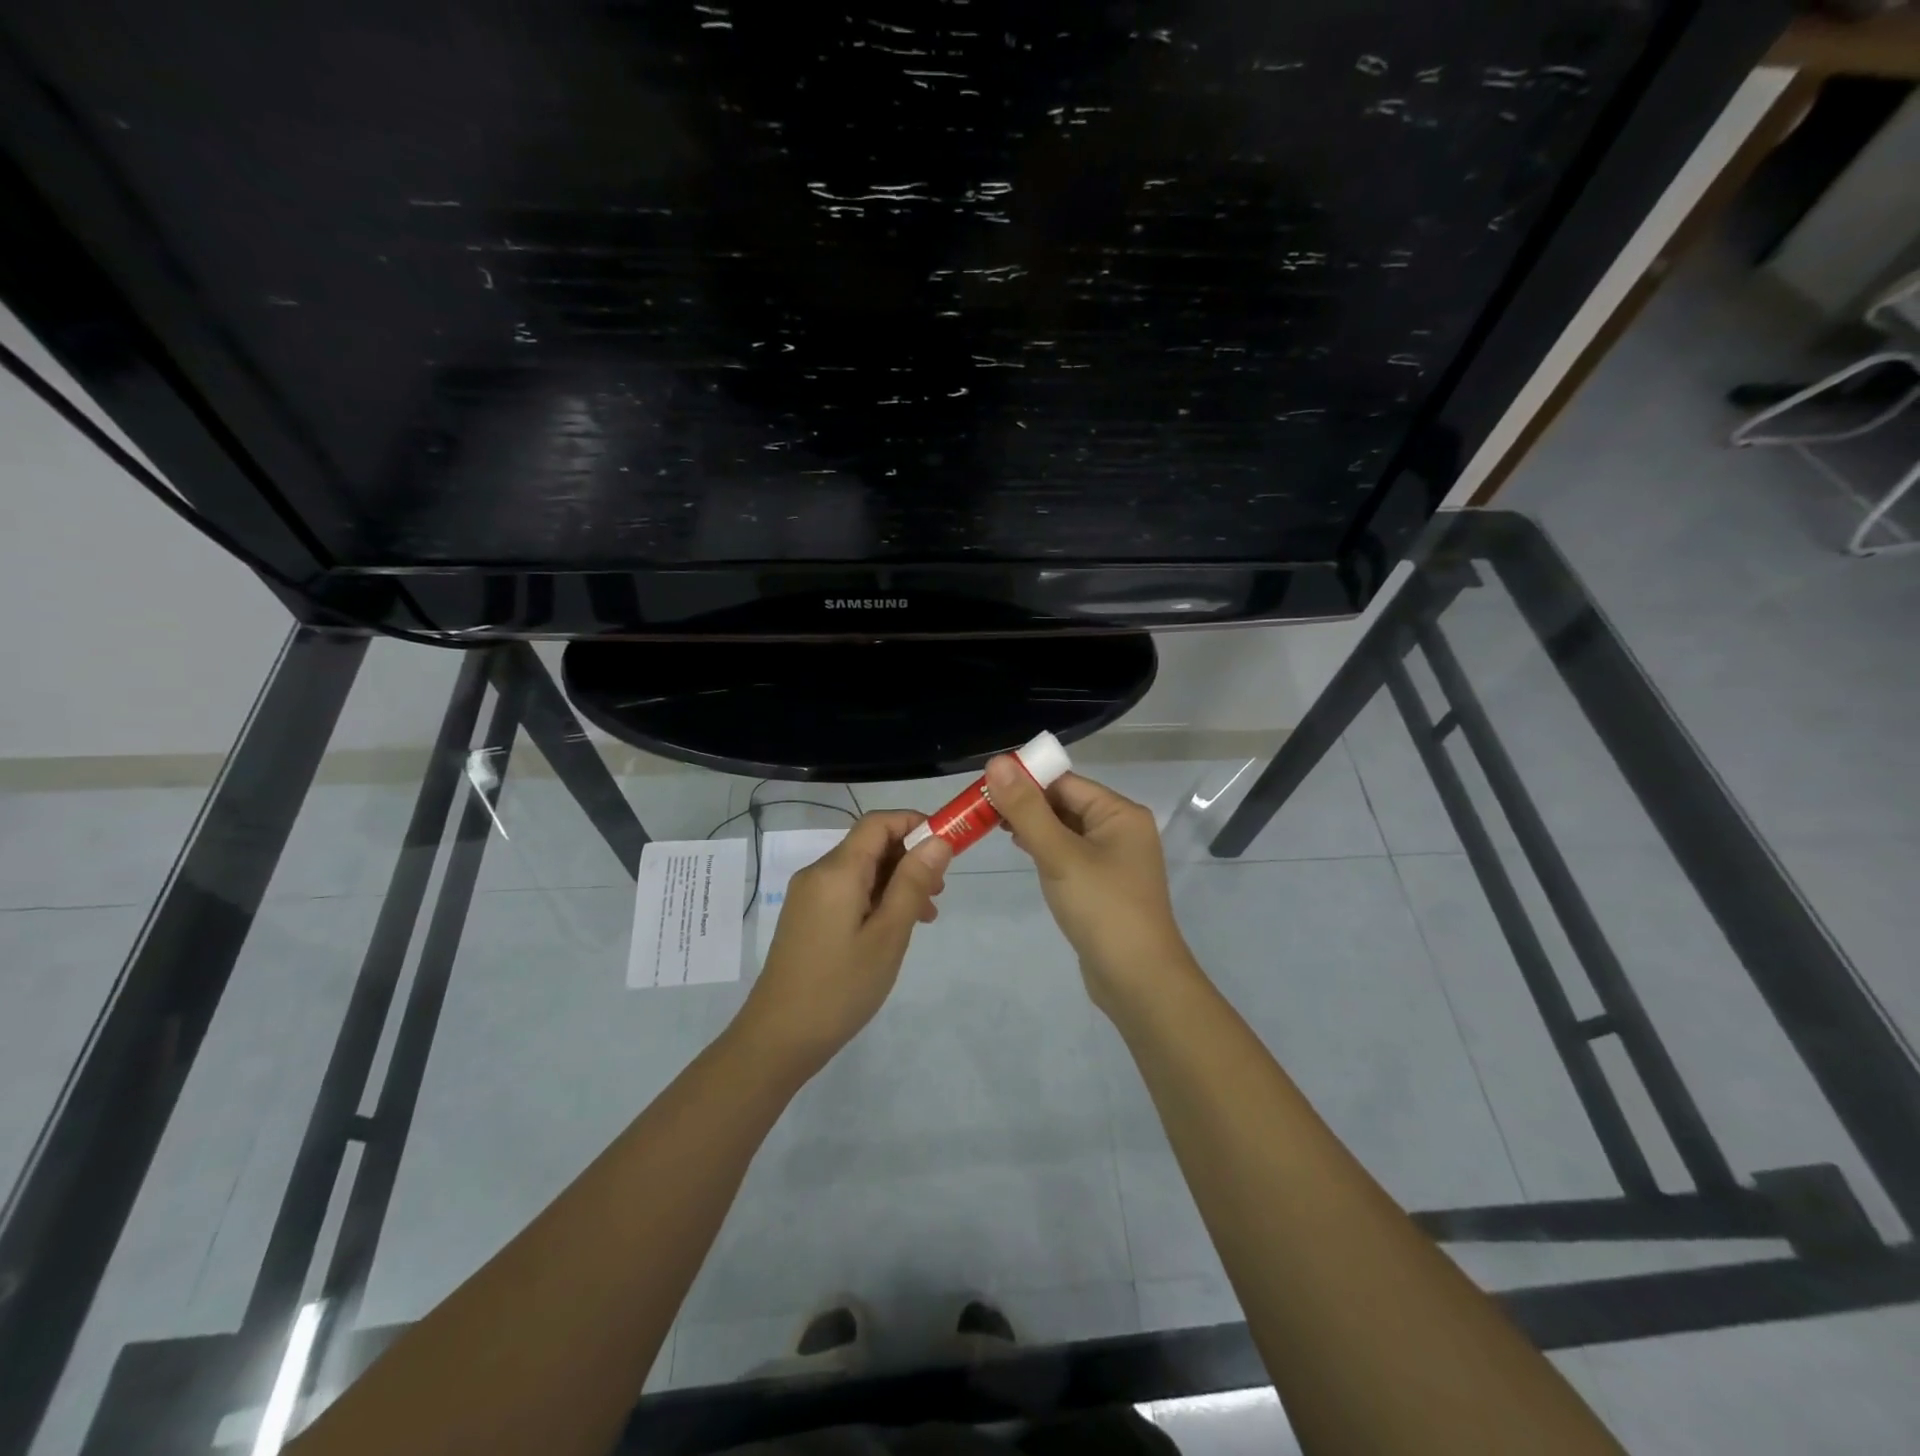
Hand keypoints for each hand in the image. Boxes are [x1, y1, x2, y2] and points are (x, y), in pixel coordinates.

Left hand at [738, 810, 951, 1072]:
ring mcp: (809, 895)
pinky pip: (848, 891)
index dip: (915, 824)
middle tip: (940, 892)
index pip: (878, 822)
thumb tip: (937, 840)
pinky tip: (894, 928)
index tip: (948, 846)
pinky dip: (876, 898)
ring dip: (896, 881)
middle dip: (910, 857)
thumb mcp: (888, 935)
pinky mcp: (807, 917)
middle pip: (870, 844)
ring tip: (925, 915)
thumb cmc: (840, 987)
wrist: (778, 1038)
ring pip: (861, 870)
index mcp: (837, 871)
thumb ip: (913, 883)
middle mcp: (818, 873)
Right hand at [985, 758, 1200, 1016]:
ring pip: (1066, 829)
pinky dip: (1046, 848)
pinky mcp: (1103, 884)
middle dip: (1026, 804)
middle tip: (981, 808)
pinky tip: (1022, 851)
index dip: (1026, 780)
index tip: (984, 786)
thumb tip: (997, 762)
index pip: (1065, 782)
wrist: (1138, 980)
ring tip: (993, 826)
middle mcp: (1121, 829)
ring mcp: (1114, 859)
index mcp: (1120, 813)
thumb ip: (1026, 809)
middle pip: (1066, 803)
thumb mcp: (1059, 854)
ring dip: (1033, 826)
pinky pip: (1070, 854)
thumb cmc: (1101, 908)